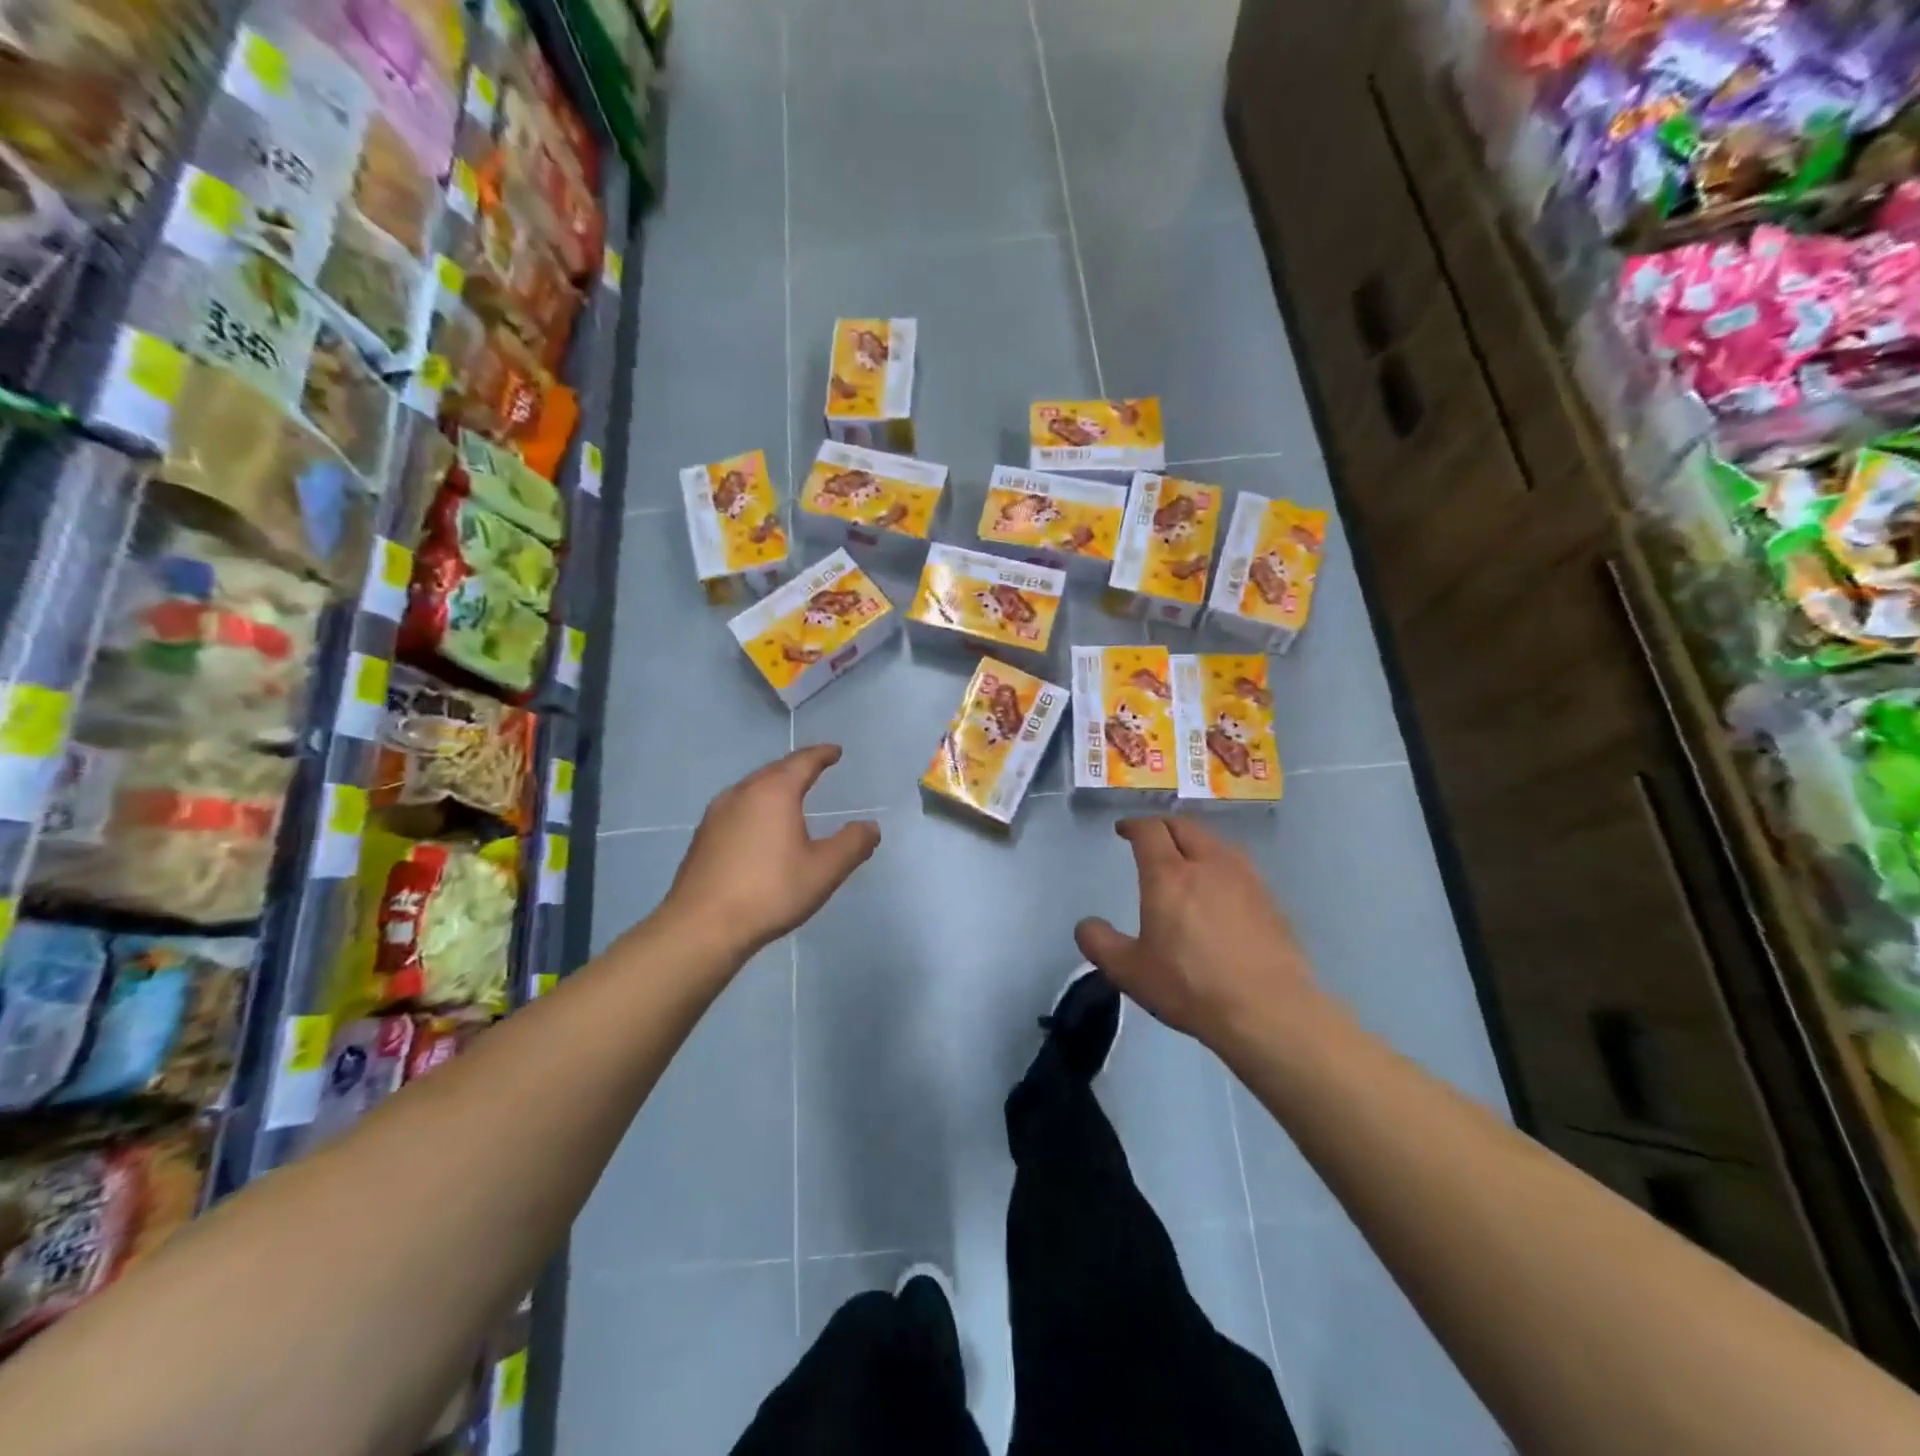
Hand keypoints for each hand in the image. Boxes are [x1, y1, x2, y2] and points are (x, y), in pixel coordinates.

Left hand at [662, 746, 880, 958]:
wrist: (702, 927)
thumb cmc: (770, 891)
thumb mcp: (824, 870)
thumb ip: (852, 844)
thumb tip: (871, 827)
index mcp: (774, 792)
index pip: (802, 762)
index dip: (822, 754)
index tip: (835, 751)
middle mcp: (742, 793)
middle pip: (774, 770)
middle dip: (796, 767)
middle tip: (815, 768)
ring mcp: (716, 814)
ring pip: (752, 788)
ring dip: (774, 786)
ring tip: (790, 795)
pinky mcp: (702, 837)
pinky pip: (737, 808)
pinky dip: (756, 806)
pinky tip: (760, 827)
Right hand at [1074, 817, 1318, 1046]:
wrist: (1268, 1011)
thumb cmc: (1190, 987)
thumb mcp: (1130, 971)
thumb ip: (1100, 944)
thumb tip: (1086, 926)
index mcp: (1168, 874)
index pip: (1149, 830)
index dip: (1133, 825)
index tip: (1123, 830)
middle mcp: (1207, 864)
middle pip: (1184, 826)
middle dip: (1162, 826)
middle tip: (1150, 837)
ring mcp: (1244, 878)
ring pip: (1214, 841)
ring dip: (1193, 840)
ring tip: (1185, 857)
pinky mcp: (1269, 898)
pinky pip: (1237, 864)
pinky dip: (1219, 862)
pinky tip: (1219, 887)